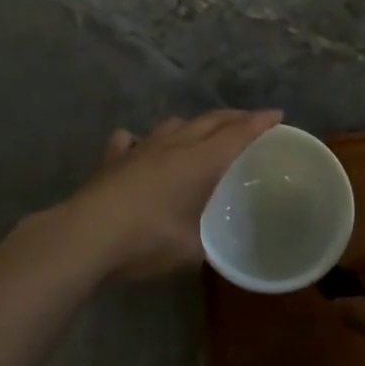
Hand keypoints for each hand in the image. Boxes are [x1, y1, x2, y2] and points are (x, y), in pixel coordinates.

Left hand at [59, 110, 282, 280]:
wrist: (87, 235)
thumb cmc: (147, 241)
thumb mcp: (189, 250)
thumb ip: (206, 244)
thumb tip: (212, 246)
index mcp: (199, 162)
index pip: (237, 134)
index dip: (259, 123)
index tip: (277, 115)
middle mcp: (173, 145)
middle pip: (209, 121)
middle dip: (233, 118)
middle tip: (249, 121)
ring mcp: (140, 148)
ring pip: (173, 124)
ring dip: (193, 124)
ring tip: (201, 132)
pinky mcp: (114, 159)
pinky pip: (132, 140)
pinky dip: (142, 141)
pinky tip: (139, 146)